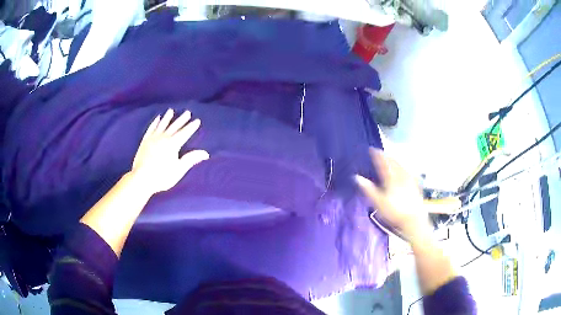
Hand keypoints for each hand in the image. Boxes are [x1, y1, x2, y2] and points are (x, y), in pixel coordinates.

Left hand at [132, 109, 209, 193]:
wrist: (141, 178)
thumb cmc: (162, 176)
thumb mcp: (179, 169)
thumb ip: (191, 159)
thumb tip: (205, 153)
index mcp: (173, 144)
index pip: (185, 133)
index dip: (191, 127)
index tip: (197, 120)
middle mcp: (163, 138)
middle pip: (174, 126)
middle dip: (182, 119)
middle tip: (187, 112)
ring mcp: (153, 138)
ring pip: (162, 125)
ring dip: (167, 118)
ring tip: (171, 111)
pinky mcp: (145, 141)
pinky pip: (151, 128)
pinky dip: (155, 123)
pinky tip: (157, 119)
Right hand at [355, 148, 429, 240]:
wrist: (414, 219)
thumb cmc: (394, 212)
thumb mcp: (378, 202)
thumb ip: (368, 189)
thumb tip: (357, 177)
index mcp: (391, 177)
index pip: (383, 162)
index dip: (377, 155)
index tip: (372, 149)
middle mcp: (401, 175)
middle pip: (393, 162)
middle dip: (386, 156)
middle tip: (380, 153)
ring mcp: (409, 179)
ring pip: (401, 165)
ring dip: (394, 160)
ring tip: (390, 158)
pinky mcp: (415, 185)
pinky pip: (407, 171)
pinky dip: (402, 167)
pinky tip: (403, 170)